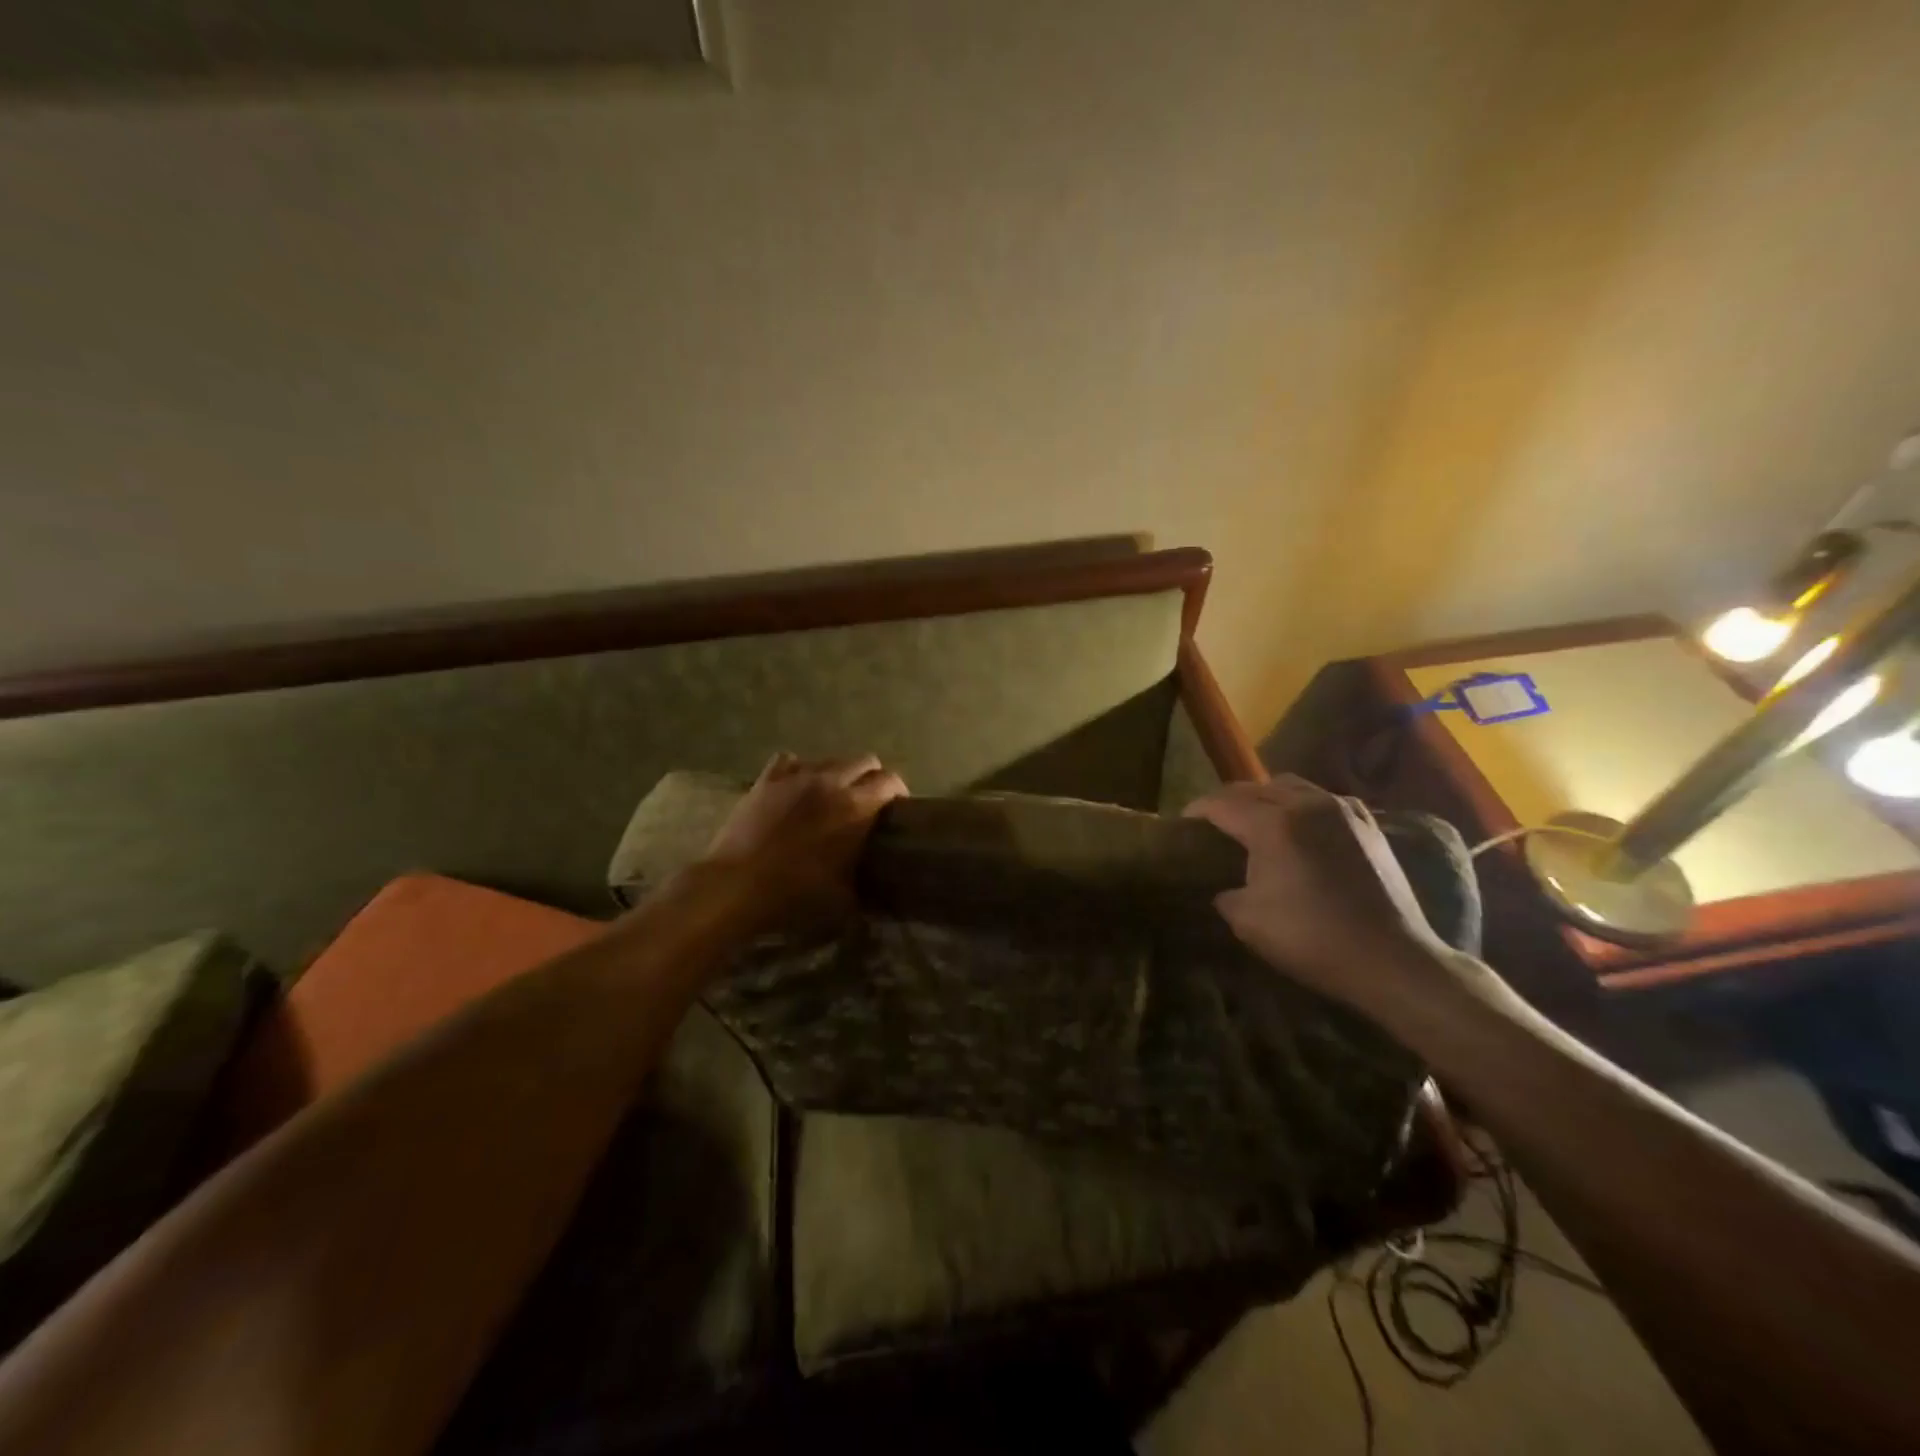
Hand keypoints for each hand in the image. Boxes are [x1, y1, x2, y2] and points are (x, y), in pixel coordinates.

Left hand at [700, 752, 908, 932]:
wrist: (737, 886)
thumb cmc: (796, 894)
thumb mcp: (844, 898)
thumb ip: (865, 884)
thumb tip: (878, 889)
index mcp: (856, 806)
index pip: (890, 781)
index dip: (898, 791)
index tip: (897, 807)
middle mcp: (831, 781)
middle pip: (865, 761)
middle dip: (872, 777)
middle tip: (868, 801)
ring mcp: (797, 776)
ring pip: (829, 759)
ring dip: (837, 774)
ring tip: (831, 796)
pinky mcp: (767, 779)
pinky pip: (790, 760)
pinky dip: (798, 770)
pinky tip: (795, 788)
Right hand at [1185, 776, 1445, 1015]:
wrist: (1391, 959)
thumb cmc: (1312, 939)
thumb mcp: (1247, 922)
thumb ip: (1225, 893)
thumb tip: (1223, 887)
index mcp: (1271, 824)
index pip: (1220, 804)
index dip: (1196, 812)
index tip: (1182, 825)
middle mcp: (1305, 804)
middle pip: (1252, 788)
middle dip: (1226, 802)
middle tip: (1212, 824)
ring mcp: (1341, 809)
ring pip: (1289, 786)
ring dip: (1264, 798)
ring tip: (1254, 820)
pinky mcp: (1367, 823)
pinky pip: (1322, 799)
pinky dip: (1299, 805)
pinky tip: (1299, 827)